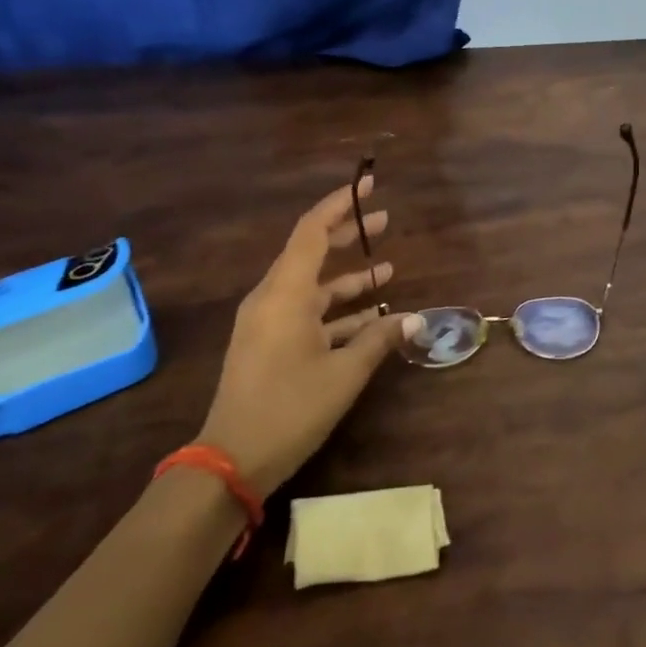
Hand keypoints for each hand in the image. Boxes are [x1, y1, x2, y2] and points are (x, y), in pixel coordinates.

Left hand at [196, 175, 420, 495]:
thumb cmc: (290, 408)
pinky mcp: (269, 344)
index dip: (341, 205)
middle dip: (348, 235)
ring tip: (388, 270)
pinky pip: (307, 313)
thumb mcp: (344, 373)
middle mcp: (273, 298)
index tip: (369, 185)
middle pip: (312, 252)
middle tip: (384, 220)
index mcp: (285, 294)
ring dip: (349, 278)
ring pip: (313, 286)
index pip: (312, 231)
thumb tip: (414, 318)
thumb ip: (380, 338)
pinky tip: (372, 318)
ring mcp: (268, 322)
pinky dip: (338, 311)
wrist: (231, 461)